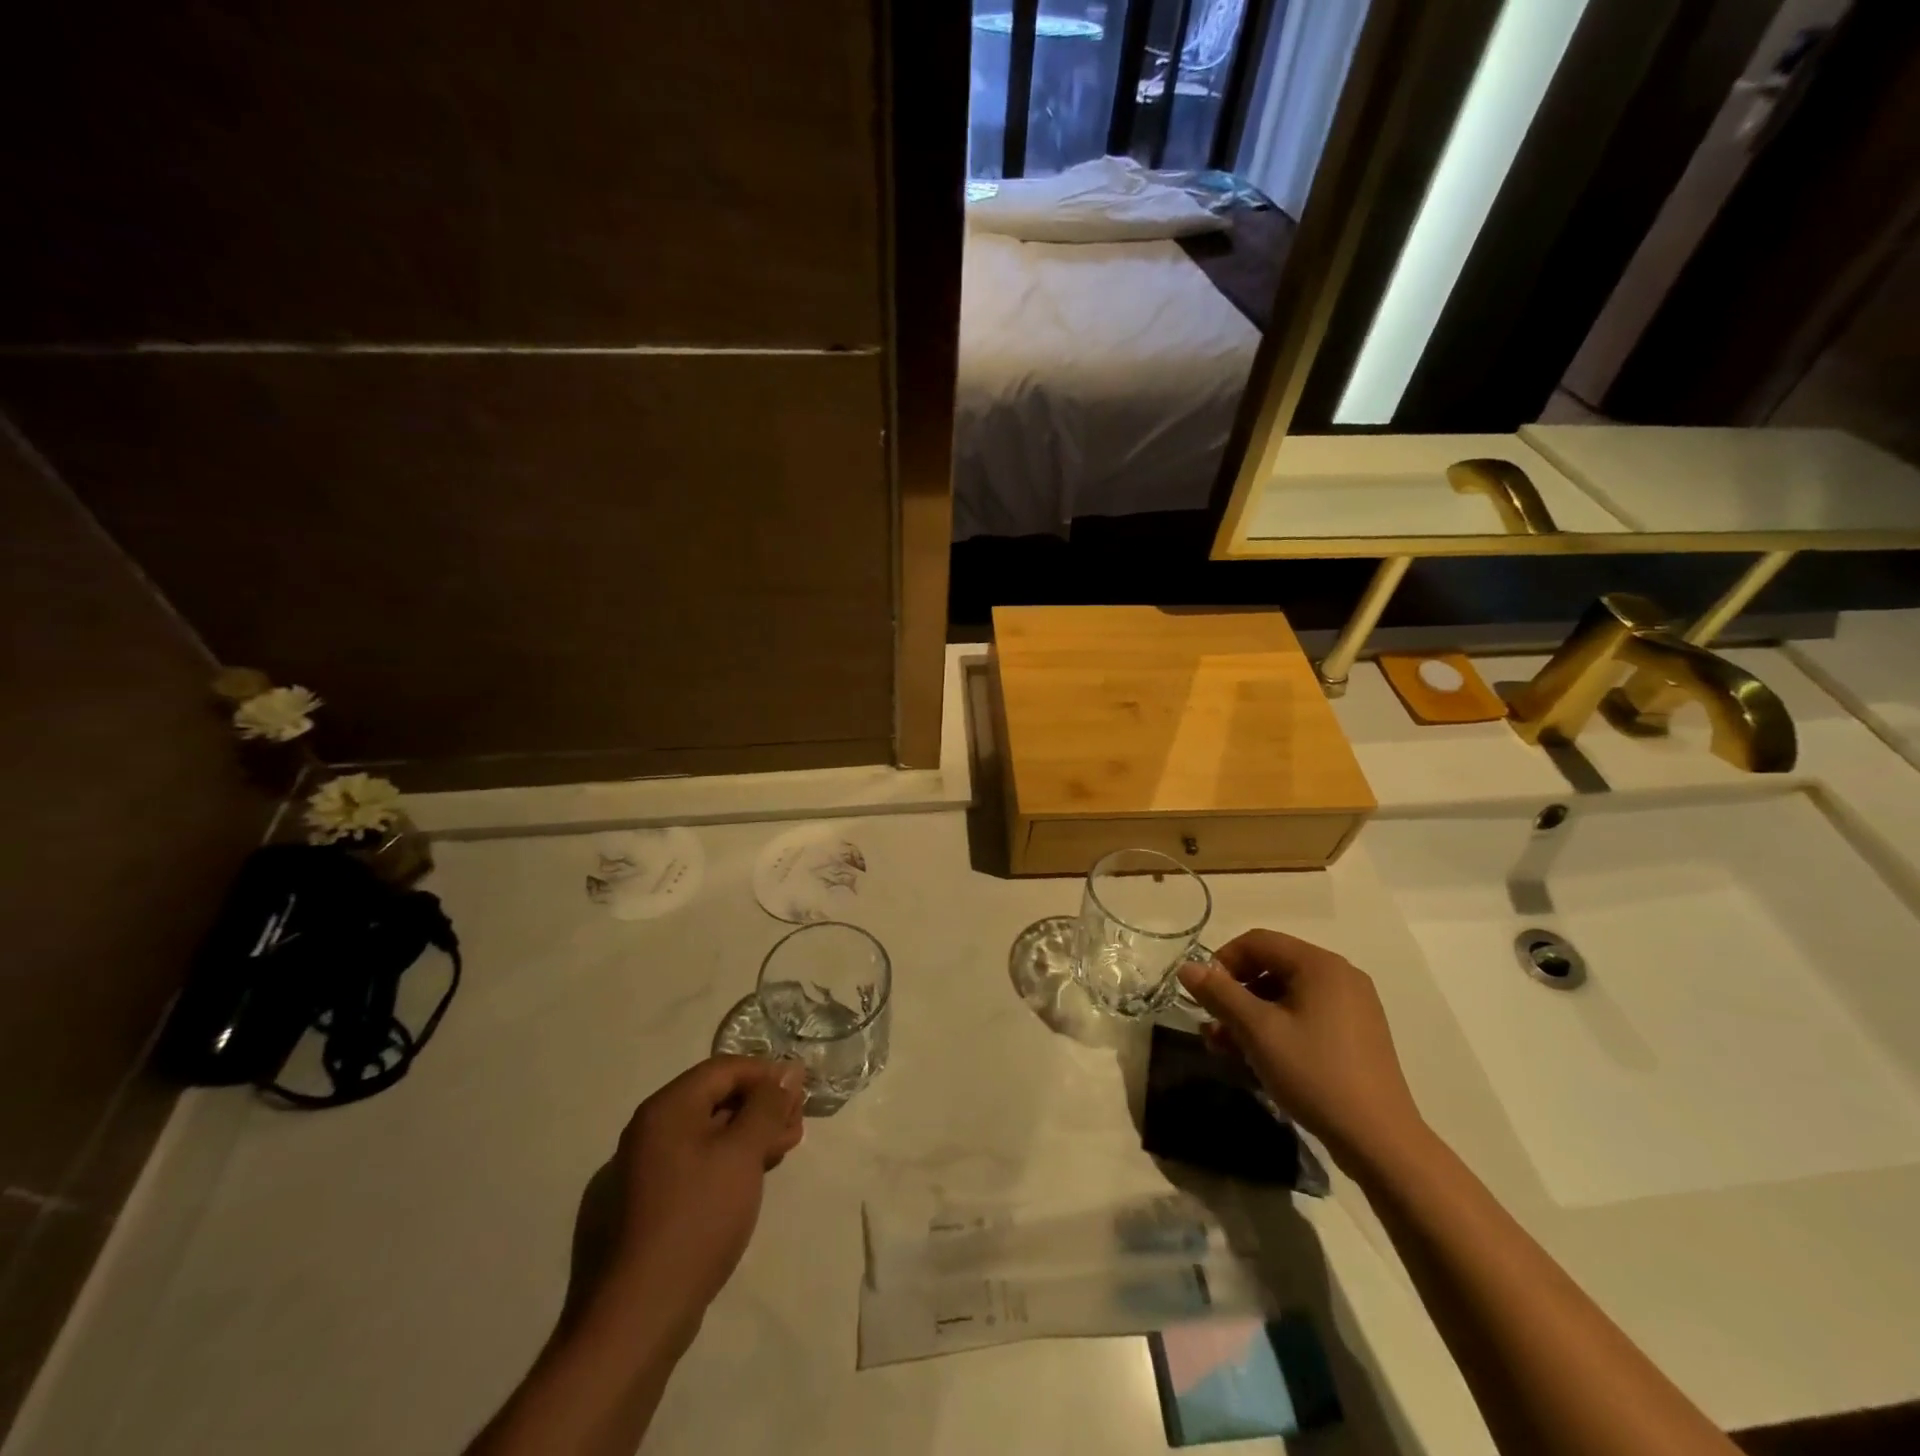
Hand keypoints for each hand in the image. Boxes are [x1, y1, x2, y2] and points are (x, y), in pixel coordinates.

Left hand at [602, 1056, 806, 1338]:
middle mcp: (650, 1130)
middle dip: (761, 1106)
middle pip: (715, 1098)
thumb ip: (768, 1105)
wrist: (638, 1315)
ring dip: (749, 1134)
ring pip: (708, 1132)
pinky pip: (696, 1163)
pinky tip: (752, 1179)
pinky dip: (729, 1161)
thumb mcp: (743, 1153)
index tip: (800, 1094)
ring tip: (782, 1151)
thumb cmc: (697, 1218)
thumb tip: (788, 1070)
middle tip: (796, 1127)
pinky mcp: (648, 1205)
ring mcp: (645, 1169)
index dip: (766, 1074)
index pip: (724, 1068)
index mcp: (666, 1108)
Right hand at [1177, 929, 1427, 1168]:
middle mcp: (1339, 976)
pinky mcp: (1355, 1035)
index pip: (1258, 942)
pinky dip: (1276, 1028)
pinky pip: (1305, 1016)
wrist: (1380, 1141)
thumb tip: (1186, 968)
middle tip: (1211, 1023)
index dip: (1223, 961)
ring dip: (1250, 1015)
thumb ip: (1219, 994)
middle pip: (1272, 967)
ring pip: (1286, 996)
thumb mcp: (1258, 1031)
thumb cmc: (1314, 1074)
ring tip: (1223, 1047)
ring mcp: (1352, 1007)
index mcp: (1320, 965)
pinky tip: (1255, 1057)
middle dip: (1234, 993)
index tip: (1204, 994)